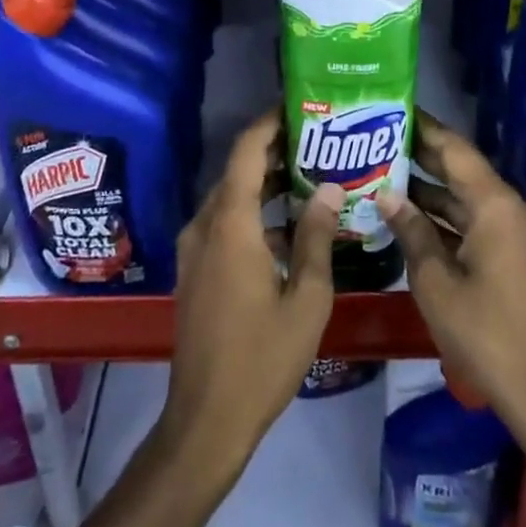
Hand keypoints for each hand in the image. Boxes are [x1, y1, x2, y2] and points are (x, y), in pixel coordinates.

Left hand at [160, 108, 342, 481]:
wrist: (206, 420)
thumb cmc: (262, 359)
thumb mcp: (306, 298)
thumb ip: (316, 236)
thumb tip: (330, 187)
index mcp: (231, 225)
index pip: (247, 152)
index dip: (270, 123)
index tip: (300, 106)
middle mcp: (205, 226)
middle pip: (239, 171)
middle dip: (276, 152)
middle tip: (321, 142)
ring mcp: (195, 249)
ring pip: (232, 197)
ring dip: (267, 184)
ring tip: (313, 177)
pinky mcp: (195, 269)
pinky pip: (225, 223)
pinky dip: (255, 212)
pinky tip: (290, 227)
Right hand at [379, 112, 525, 431]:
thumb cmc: (485, 334)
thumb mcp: (436, 282)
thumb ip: (411, 231)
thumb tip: (386, 194)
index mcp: (495, 206)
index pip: (455, 149)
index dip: (424, 127)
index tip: (394, 108)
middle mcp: (511, 208)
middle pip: (462, 170)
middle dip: (423, 155)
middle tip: (380, 138)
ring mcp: (517, 232)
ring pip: (468, 197)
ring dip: (432, 189)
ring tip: (385, 173)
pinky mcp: (517, 254)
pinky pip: (478, 220)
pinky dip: (448, 216)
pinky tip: (413, 217)